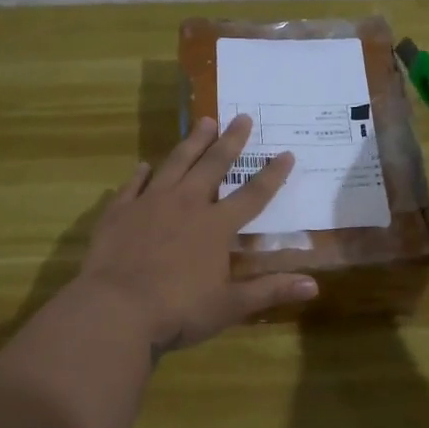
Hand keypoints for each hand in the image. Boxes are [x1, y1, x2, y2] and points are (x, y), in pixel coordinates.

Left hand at [77, 114, 317, 351]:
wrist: (115, 309)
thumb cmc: (178, 310)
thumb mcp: (230, 306)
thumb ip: (270, 291)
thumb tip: (313, 286)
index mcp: (216, 227)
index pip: (253, 195)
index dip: (272, 175)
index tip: (286, 153)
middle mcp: (186, 205)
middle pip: (213, 166)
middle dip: (230, 141)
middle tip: (241, 117)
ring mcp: (150, 204)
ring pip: (175, 163)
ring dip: (192, 142)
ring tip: (203, 121)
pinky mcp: (119, 212)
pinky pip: (133, 185)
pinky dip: (141, 174)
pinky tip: (144, 165)